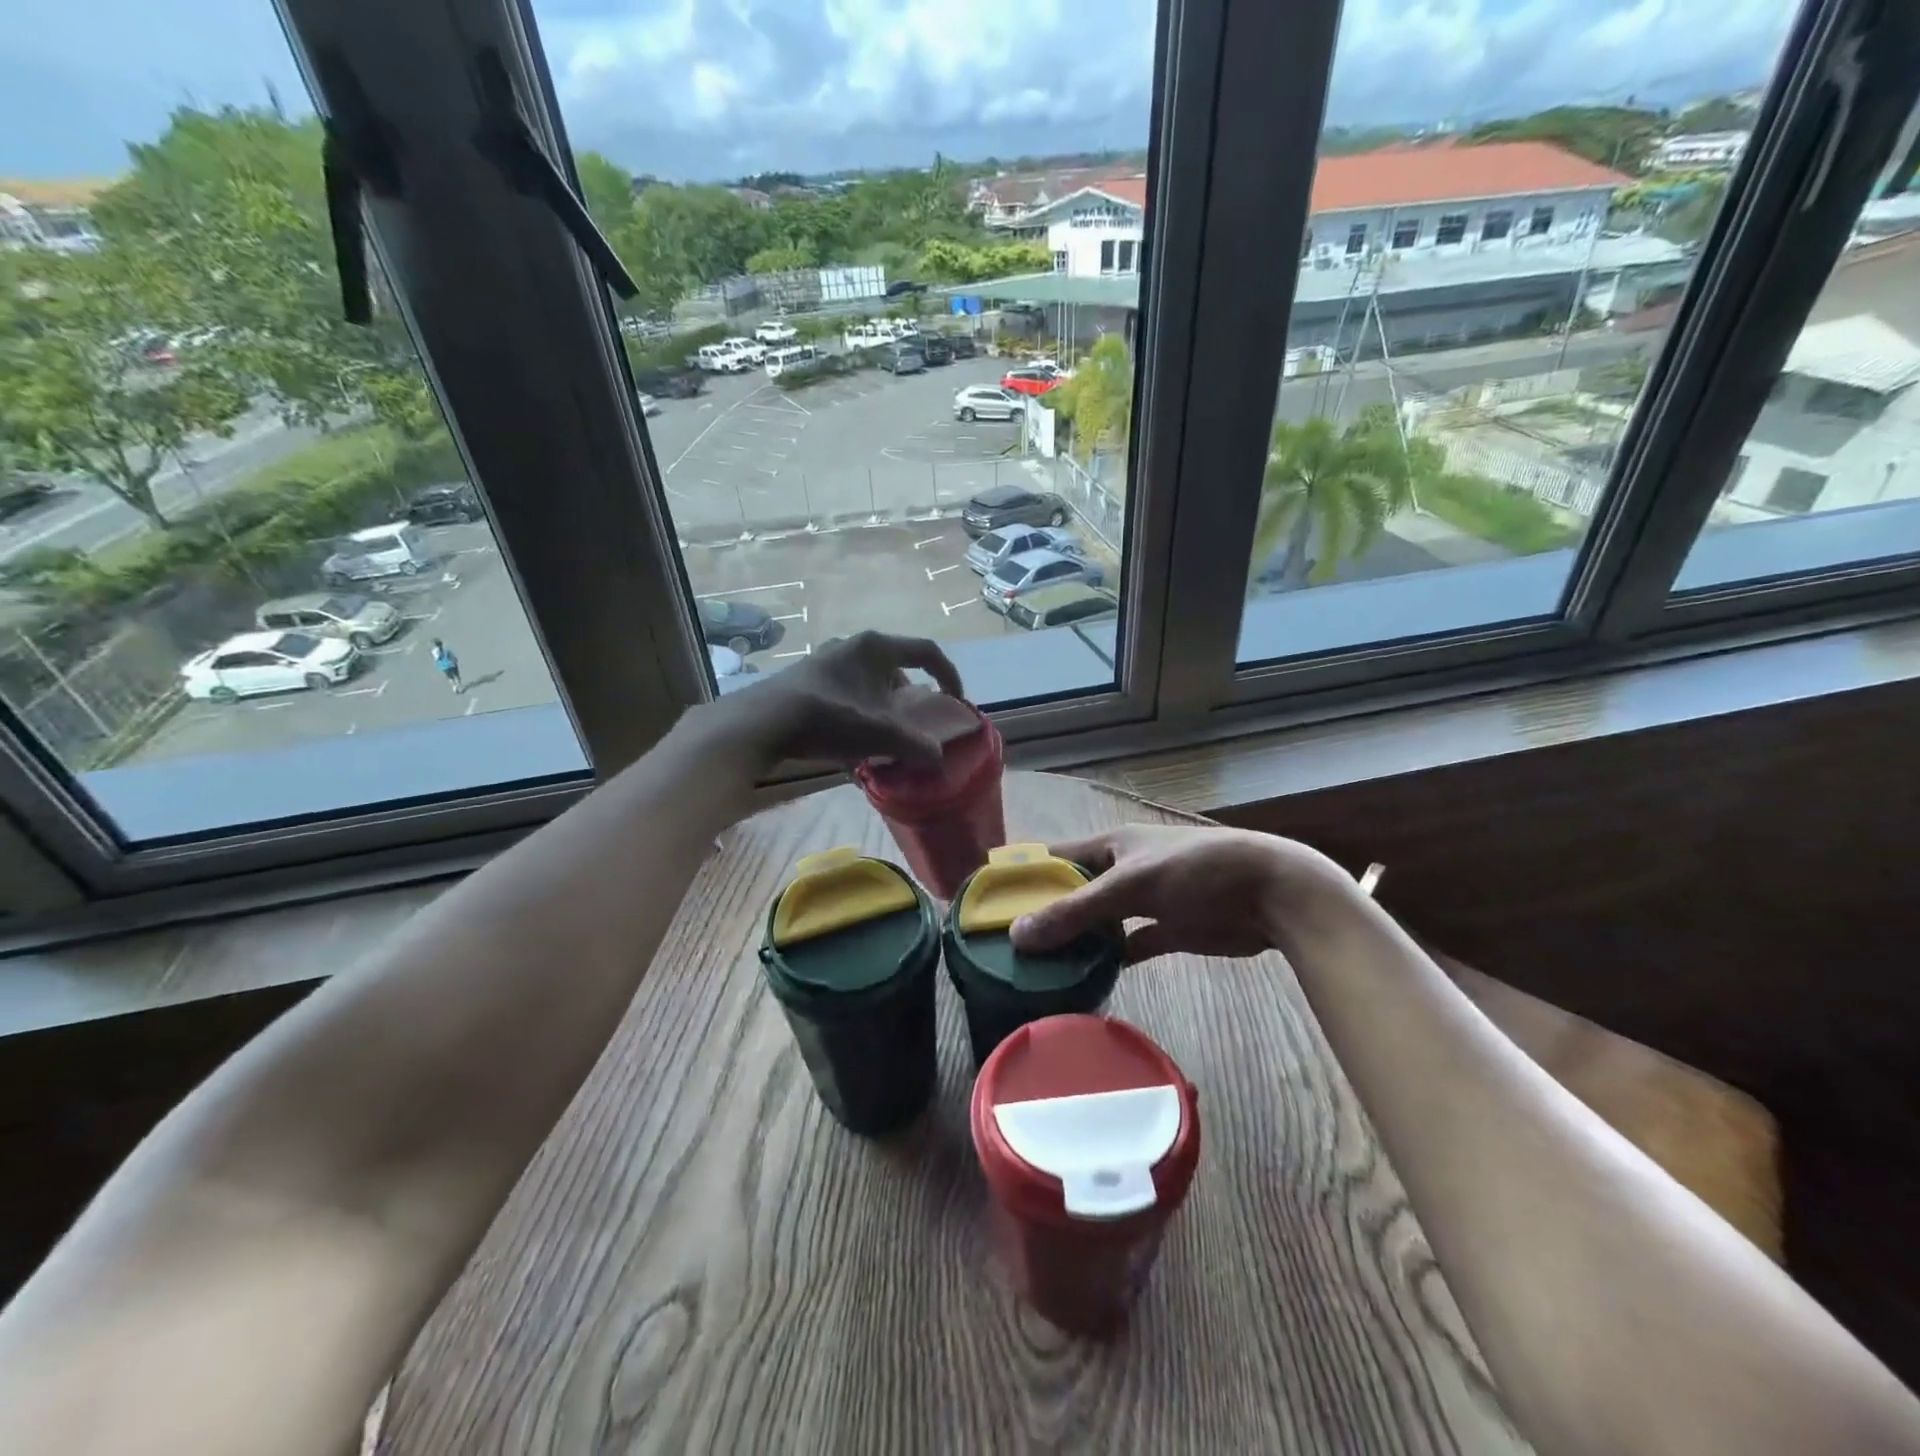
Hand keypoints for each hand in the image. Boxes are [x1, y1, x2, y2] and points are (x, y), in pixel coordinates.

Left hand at [702, 630, 964, 771]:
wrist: (761, 723)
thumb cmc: (829, 717)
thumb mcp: (881, 734)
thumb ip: (917, 747)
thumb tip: (939, 761)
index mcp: (876, 647)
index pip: (927, 651)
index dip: (949, 675)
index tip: (955, 701)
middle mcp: (851, 645)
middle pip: (895, 668)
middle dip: (909, 698)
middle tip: (913, 724)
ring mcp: (824, 660)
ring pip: (868, 682)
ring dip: (881, 708)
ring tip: (881, 737)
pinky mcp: (804, 679)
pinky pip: (844, 693)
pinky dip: (856, 713)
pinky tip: (850, 744)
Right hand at [1009, 824, 1349, 963]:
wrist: (1271, 895)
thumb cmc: (1196, 871)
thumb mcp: (1130, 885)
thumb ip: (1075, 910)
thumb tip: (1018, 934)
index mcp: (1111, 845)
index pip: (1055, 856)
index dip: (1025, 874)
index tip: (990, 900)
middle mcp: (1123, 870)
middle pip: (1074, 892)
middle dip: (1045, 914)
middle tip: (1007, 947)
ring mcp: (1145, 902)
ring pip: (1099, 922)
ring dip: (1076, 941)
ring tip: (1038, 968)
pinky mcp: (1167, 931)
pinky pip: (1127, 946)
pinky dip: (1109, 960)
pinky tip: (1086, 980)